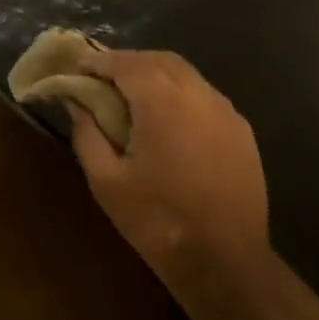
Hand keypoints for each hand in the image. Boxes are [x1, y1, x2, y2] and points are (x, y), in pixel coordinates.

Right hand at [67, 49, 272, 292]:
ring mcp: (227, 113)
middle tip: (103, 78)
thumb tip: (76, 103)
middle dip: (130, 61)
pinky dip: (180, 94)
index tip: (79, 65)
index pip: (128, 63)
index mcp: (163, 104)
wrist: (224, 260)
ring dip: (157, 76)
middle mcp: (200, 96)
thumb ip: (88, 133)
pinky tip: (167, 120)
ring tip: (132, 97)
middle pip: (162, 60)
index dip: (100, 60)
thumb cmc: (157, 220)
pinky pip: (205, 97)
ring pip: (188, 76)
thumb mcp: (106, 181)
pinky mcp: (242, 132)